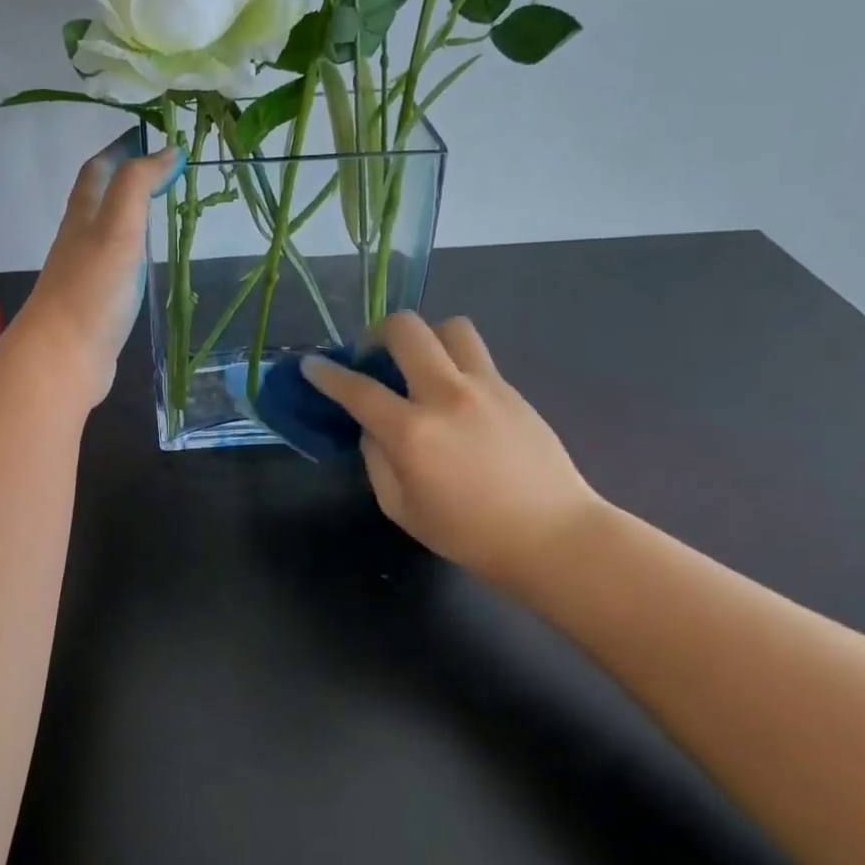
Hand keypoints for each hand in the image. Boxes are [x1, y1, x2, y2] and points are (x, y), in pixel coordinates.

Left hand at [9, 132, 183, 405]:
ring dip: (127, 216)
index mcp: (83, 218)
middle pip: (97, 199)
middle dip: (124, 179)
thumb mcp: (118, 228)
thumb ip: (138, 187)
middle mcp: (78, 240)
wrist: (63, 358)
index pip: (97, 171)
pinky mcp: (93, 305)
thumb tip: (166, 150)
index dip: (119, 149)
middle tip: (162, 171)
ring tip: (159, 210)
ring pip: (104, 233)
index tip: (149, 136)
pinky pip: (112, 267)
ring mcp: (84, 274)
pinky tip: (143, 264)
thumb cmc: (91, 290)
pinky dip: (129, 254)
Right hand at [301, 313, 607, 594]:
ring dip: (424, 338)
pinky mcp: (512, 390)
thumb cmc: (469, 534)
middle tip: (372, 357)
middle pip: (406, 330)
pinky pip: (475, 356)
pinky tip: (452, 396)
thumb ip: (377, 460)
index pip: (357, 389)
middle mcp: (446, 395)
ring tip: (418, 364)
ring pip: (449, 327)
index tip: (311, 365)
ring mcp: (485, 386)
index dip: (326, 374)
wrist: (553, 537)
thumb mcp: (402, 508)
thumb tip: (373, 428)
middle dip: (376, 333)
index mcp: (412, 432)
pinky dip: (452, 362)